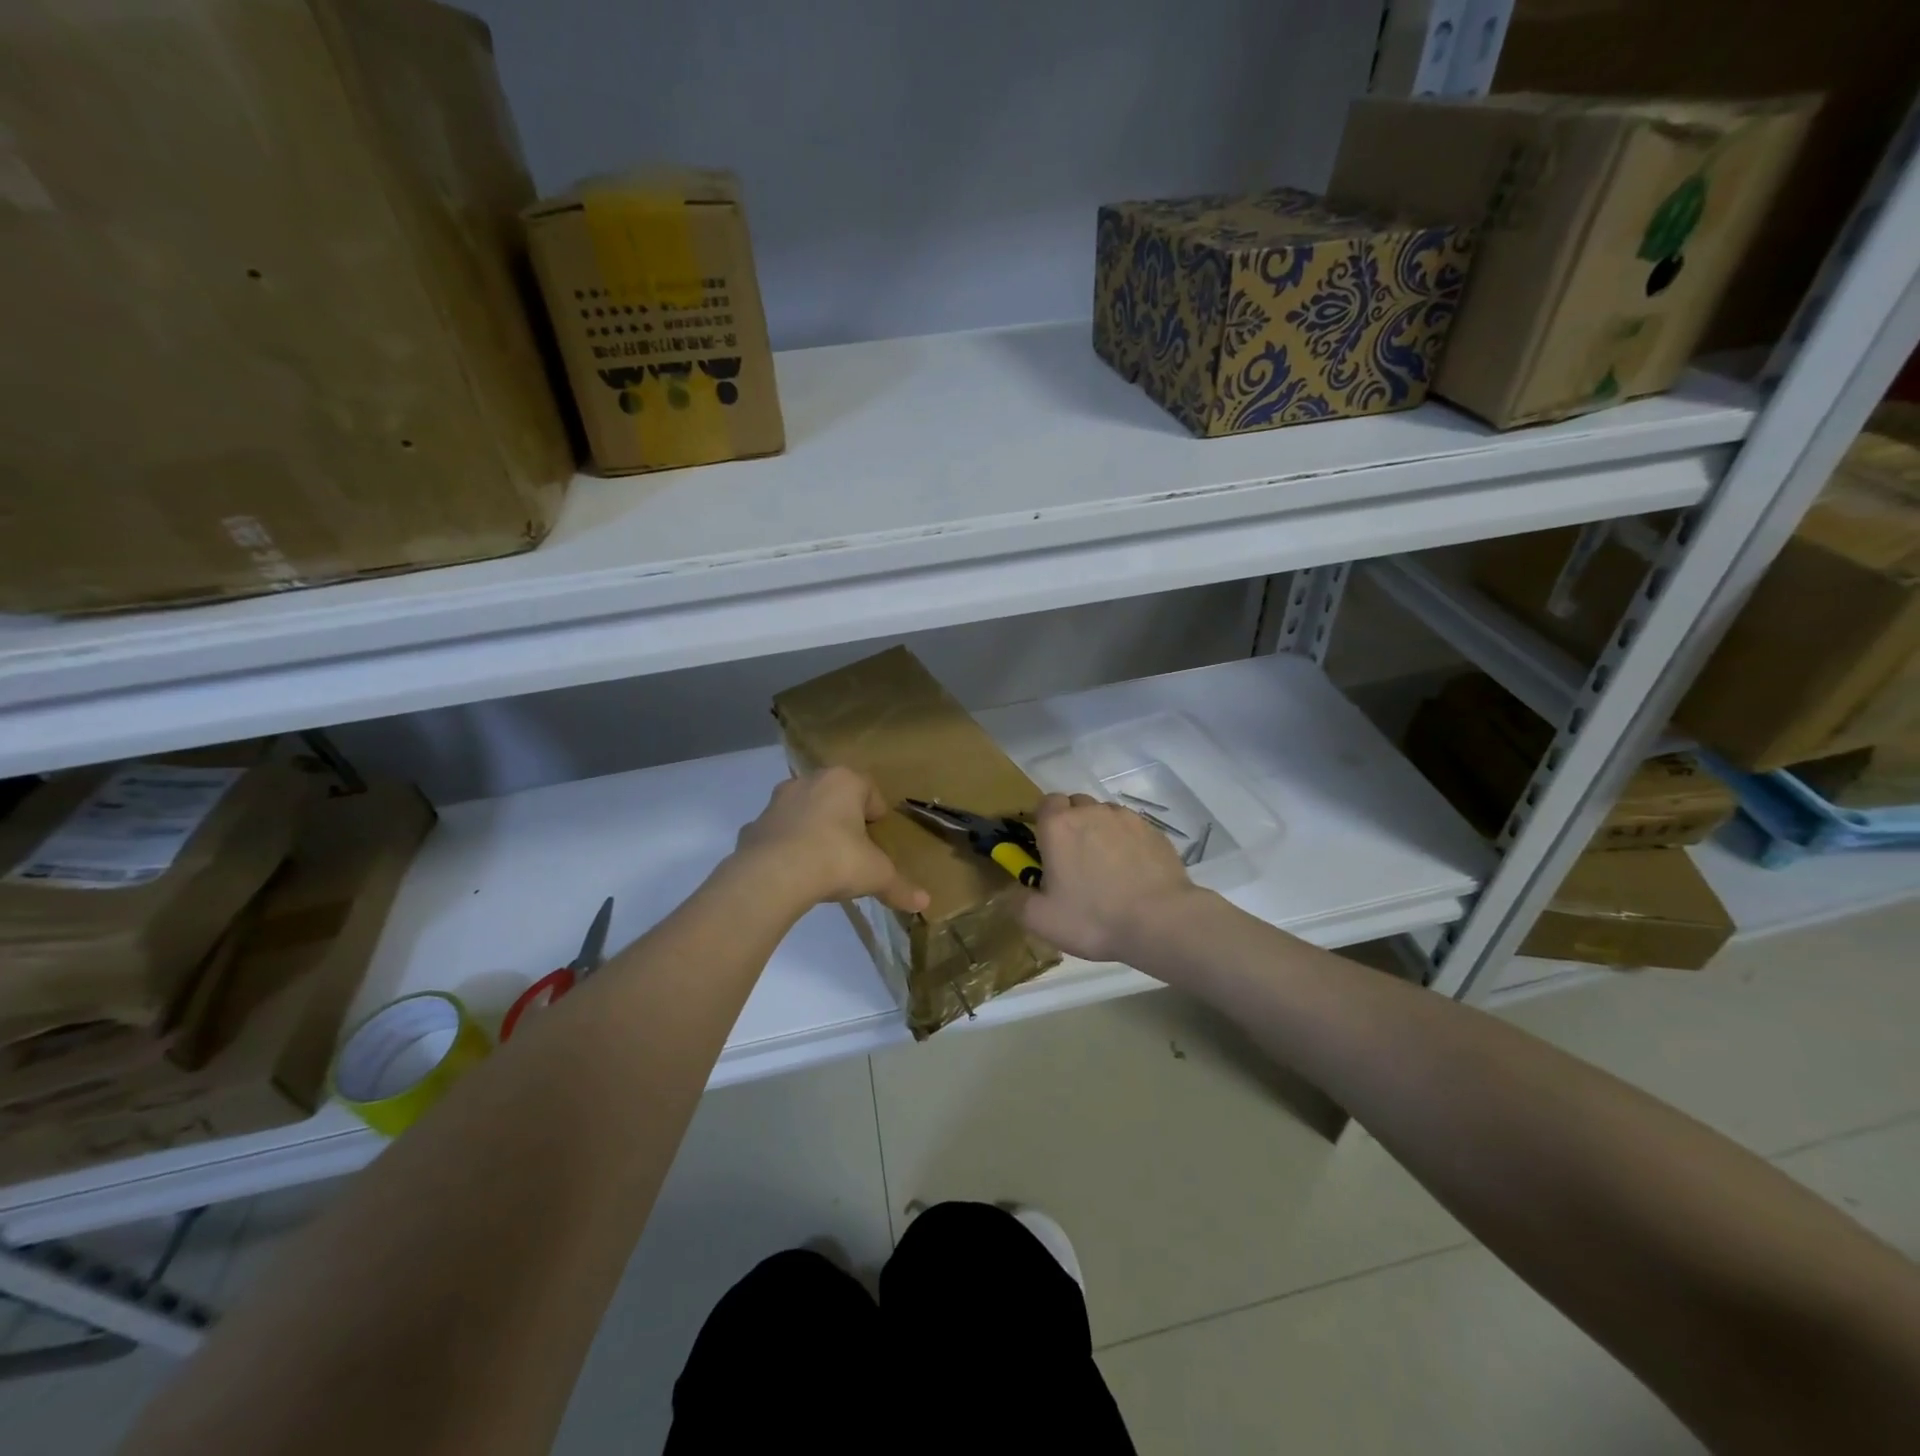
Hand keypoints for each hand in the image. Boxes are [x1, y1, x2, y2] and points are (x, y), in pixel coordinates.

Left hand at [734, 767, 929, 914]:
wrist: (773, 876)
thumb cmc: (835, 860)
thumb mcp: (876, 875)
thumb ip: (900, 886)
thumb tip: (924, 902)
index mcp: (843, 782)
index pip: (868, 788)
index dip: (876, 811)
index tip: (879, 833)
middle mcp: (808, 782)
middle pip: (833, 795)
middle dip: (843, 816)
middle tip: (853, 845)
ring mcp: (776, 802)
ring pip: (802, 809)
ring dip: (812, 827)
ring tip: (822, 859)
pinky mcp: (753, 826)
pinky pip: (776, 832)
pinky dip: (785, 845)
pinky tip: (793, 871)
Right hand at [1014, 793, 1201, 962]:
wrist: (1160, 921)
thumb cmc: (1093, 918)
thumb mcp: (1041, 920)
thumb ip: (1018, 902)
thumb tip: (1013, 892)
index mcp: (1058, 826)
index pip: (1045, 803)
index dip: (1045, 822)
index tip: (1047, 848)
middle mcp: (1091, 812)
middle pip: (1076, 804)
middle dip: (1073, 823)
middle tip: (1075, 859)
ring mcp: (1126, 818)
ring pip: (1105, 814)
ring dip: (1101, 831)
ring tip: (1107, 866)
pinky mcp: (1153, 830)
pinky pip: (1132, 828)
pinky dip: (1127, 842)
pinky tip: (1133, 871)